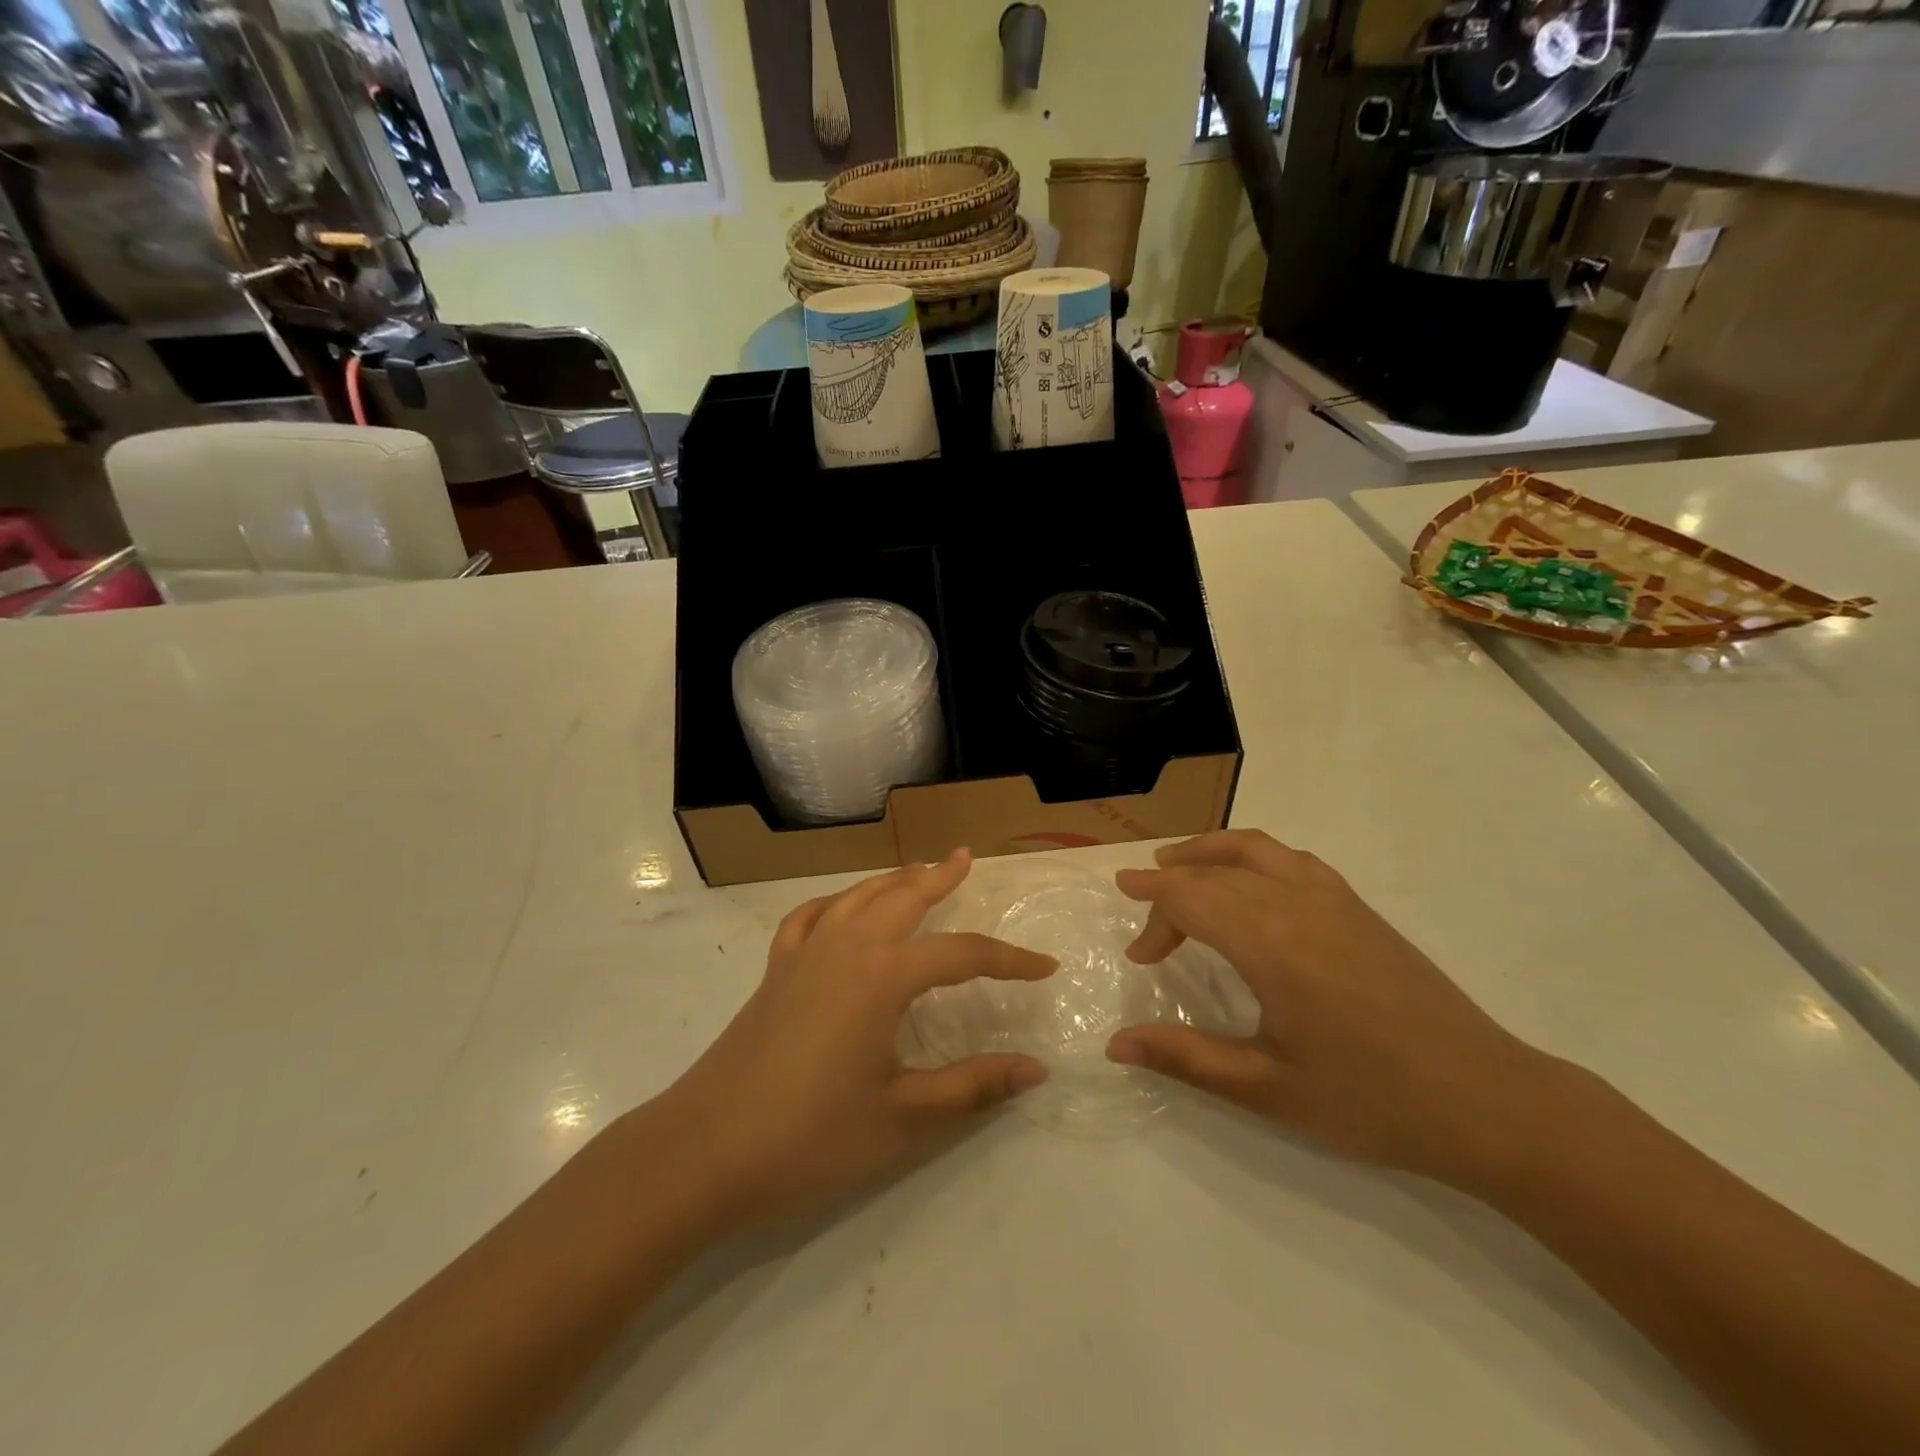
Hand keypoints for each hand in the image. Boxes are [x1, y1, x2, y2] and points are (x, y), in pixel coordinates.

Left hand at [661, 850, 1052, 1231]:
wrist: (705, 1150)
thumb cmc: (811, 1136)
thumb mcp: (903, 1117)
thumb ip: (972, 1087)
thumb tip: (1035, 1068)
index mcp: (883, 976)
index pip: (962, 954)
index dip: (1009, 959)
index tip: (1046, 967)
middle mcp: (846, 948)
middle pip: (903, 898)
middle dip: (939, 877)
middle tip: (965, 859)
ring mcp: (804, 954)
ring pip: (857, 897)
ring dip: (891, 880)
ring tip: (916, 871)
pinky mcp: (775, 971)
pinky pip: (809, 918)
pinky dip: (834, 903)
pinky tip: (841, 910)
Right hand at [1106, 830, 1555, 1185]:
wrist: (1488, 1101)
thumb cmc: (1372, 1101)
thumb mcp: (1269, 1089)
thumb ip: (1185, 1058)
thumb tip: (1115, 1045)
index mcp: (1272, 944)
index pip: (1189, 898)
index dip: (1152, 917)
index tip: (1138, 957)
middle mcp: (1298, 903)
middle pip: (1213, 872)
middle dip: (1170, 888)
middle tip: (1147, 928)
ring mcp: (1334, 898)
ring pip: (1253, 848)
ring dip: (1207, 852)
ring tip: (1176, 864)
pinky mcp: (1358, 906)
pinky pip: (1290, 858)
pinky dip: (1251, 855)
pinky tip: (1248, 883)